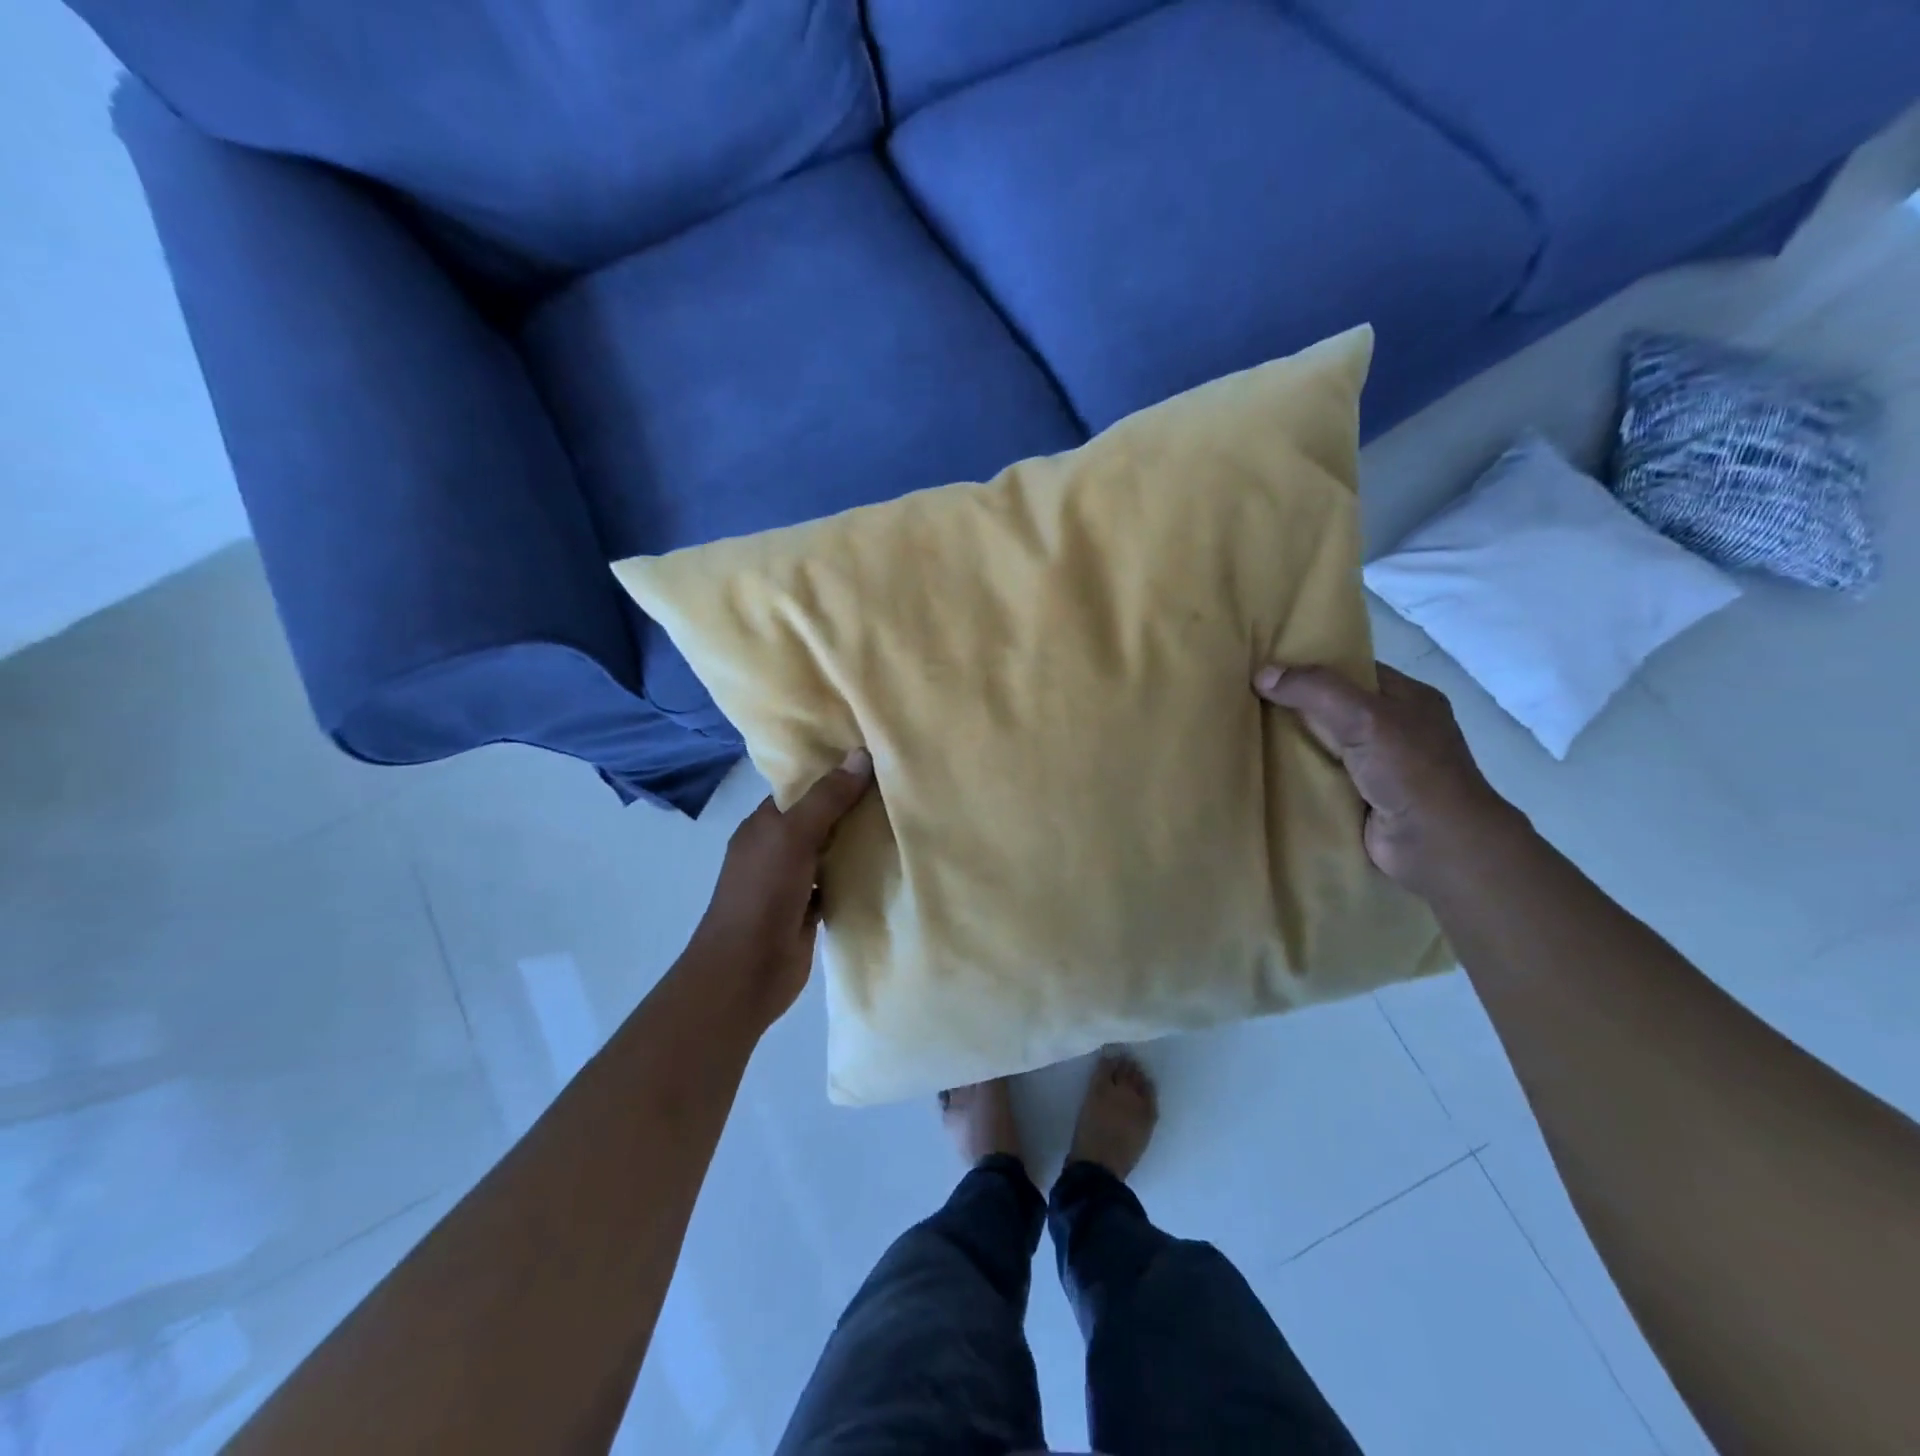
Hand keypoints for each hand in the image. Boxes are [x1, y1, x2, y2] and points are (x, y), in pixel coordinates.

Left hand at [687, 749, 875, 1029]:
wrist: (746, 972)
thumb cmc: (762, 894)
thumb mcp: (793, 836)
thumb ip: (827, 798)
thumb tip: (860, 754)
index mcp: (763, 825)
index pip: (800, 788)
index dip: (832, 772)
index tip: (872, 757)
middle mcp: (776, 849)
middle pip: (819, 819)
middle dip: (852, 806)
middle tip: (898, 785)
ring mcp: (792, 882)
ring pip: (831, 852)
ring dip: (858, 842)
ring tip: (902, 818)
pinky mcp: (809, 911)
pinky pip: (838, 883)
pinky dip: (858, 876)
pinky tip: (890, 864)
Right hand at [1253, 663, 1516, 895]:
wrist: (1436, 845)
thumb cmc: (1410, 771)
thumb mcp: (1363, 716)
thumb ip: (1315, 690)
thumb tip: (1261, 674)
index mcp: (1408, 698)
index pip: (1353, 671)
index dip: (1312, 665)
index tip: (1267, 665)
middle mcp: (1395, 729)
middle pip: (1334, 707)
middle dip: (1295, 705)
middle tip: (1246, 697)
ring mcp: (1378, 766)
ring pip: (1323, 744)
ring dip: (1290, 742)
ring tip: (1244, 731)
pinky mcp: (1360, 798)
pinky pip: (1320, 777)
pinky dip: (1295, 774)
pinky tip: (1262, 769)